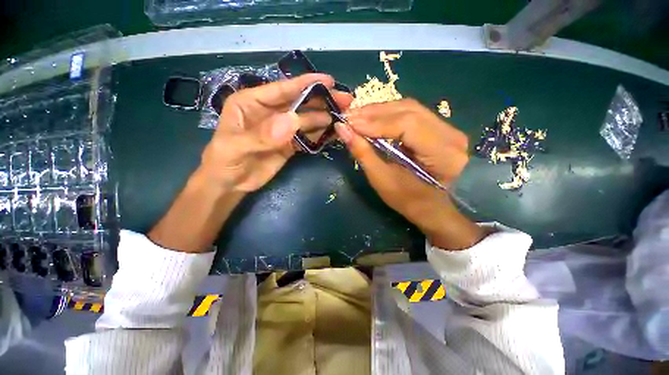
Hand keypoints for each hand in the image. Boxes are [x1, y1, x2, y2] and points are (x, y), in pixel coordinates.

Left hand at [201, 73, 352, 192]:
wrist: (230, 184)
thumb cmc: (224, 162)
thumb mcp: (236, 147)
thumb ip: (262, 135)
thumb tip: (293, 120)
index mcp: (252, 102)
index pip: (282, 89)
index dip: (306, 84)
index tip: (329, 81)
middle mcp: (270, 112)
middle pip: (299, 103)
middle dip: (322, 100)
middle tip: (345, 101)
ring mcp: (281, 129)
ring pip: (306, 120)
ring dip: (324, 118)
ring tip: (343, 117)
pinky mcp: (289, 144)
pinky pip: (307, 137)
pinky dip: (320, 135)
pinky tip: (333, 133)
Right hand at [335, 99, 484, 249]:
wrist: (430, 207)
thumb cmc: (407, 200)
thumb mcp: (382, 179)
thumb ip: (363, 152)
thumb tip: (342, 129)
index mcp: (443, 154)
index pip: (407, 125)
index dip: (375, 122)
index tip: (349, 123)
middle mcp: (452, 134)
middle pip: (408, 110)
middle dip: (374, 113)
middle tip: (349, 116)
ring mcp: (448, 129)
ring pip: (409, 108)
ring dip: (380, 111)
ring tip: (357, 116)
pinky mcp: (439, 128)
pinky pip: (411, 113)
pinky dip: (388, 114)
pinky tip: (372, 118)